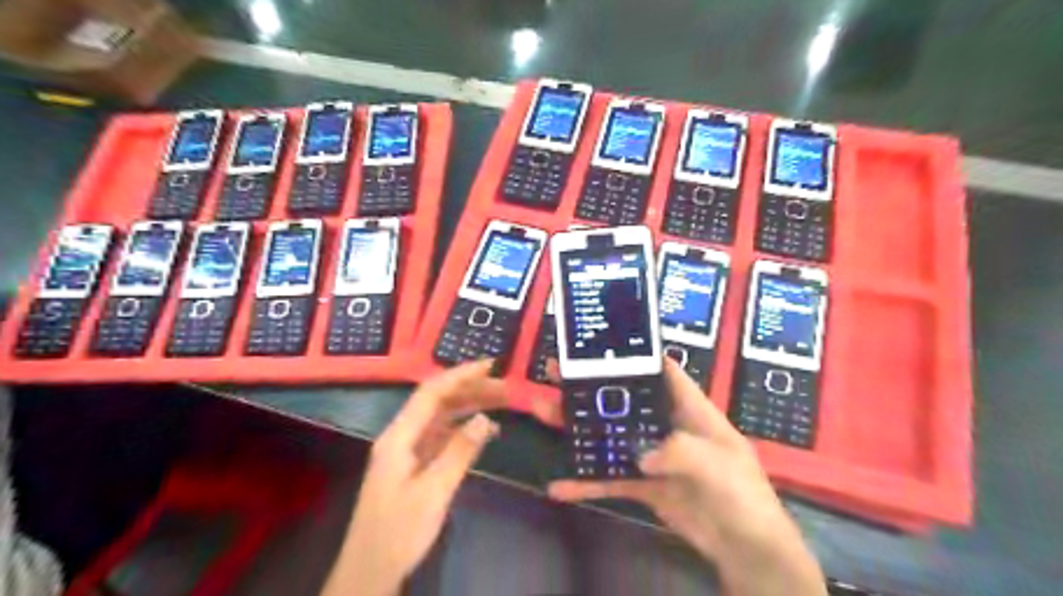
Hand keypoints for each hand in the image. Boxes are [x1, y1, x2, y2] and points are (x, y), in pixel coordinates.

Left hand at [320, 359, 505, 595]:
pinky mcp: (415, 464)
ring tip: (502, 402)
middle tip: (506, 387)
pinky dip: (465, 428)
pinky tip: (486, 430)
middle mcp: (402, 436)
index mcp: (399, 436)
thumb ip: (460, 452)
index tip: (490, 365)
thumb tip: (486, 418)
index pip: (431, 393)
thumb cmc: (399, 532)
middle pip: (438, 401)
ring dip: (470, 406)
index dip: (460, 375)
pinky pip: (443, 435)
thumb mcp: (433, 492)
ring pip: (442, 417)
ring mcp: (408, 450)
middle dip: (471, 389)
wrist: (370, 571)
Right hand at [543, 358, 825, 594]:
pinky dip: (586, 482)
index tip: (602, 344)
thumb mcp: (718, 464)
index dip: (637, 356)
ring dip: (579, 428)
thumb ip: (679, 451)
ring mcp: (652, 455)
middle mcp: (667, 426)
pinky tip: (559, 485)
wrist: (747, 549)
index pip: (664, 371)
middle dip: (592, 387)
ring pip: (610, 436)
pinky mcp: (643, 483)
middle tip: (556, 372)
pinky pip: (610, 479)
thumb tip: (640, 454)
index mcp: (690, 410)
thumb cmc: (742, 494)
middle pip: (624, 400)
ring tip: (543, 412)